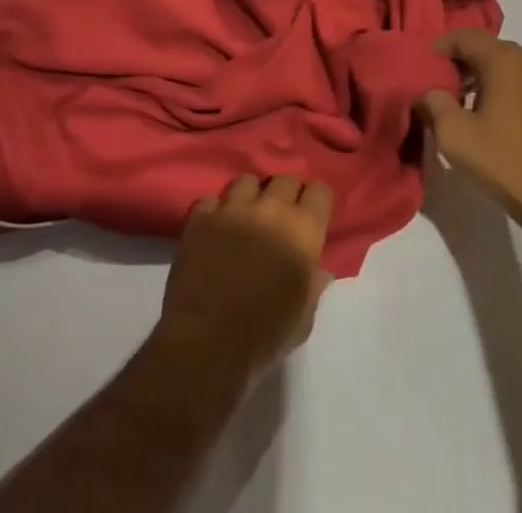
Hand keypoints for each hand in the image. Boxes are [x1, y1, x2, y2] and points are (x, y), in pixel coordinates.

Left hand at [159, 174, 333, 378]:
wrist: (208, 343)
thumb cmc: (265, 336)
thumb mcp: (303, 318)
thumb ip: (313, 284)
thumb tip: (318, 269)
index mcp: (303, 230)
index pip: (320, 191)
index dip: (317, 202)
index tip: (312, 217)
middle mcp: (271, 208)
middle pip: (285, 179)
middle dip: (285, 194)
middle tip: (279, 218)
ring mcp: (233, 208)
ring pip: (247, 181)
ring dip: (250, 196)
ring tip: (245, 217)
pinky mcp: (201, 217)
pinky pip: (210, 201)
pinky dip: (214, 212)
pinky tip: (214, 230)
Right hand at [415, 31, 521, 236]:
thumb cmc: (504, 161)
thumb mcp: (455, 135)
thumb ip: (432, 104)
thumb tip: (425, 92)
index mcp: (505, 58)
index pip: (463, 37)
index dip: (438, 48)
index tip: (420, 69)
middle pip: (483, 47)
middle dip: (456, 63)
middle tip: (435, 87)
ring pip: (501, 63)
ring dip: (476, 76)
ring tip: (455, 103)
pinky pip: (517, 77)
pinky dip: (496, 85)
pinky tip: (483, 113)